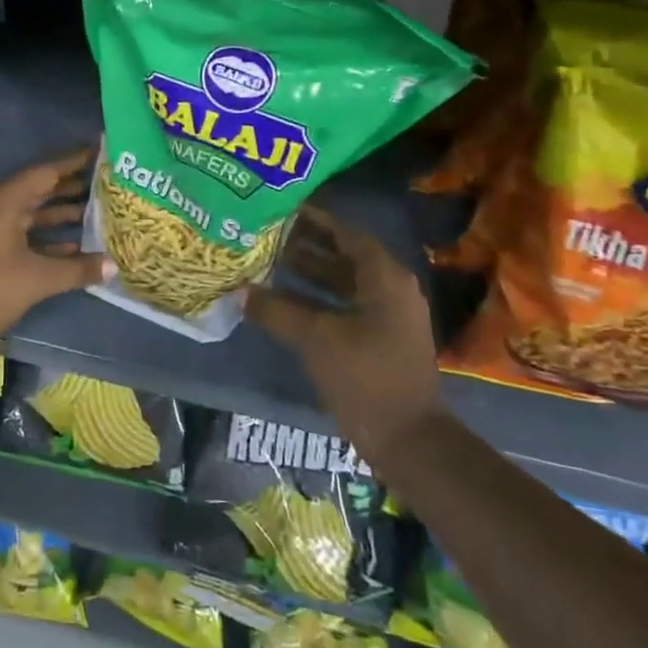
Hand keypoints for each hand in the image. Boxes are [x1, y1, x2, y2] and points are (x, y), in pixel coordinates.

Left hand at [0, 148, 112, 352]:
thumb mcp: (37, 279)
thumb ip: (77, 269)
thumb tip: (113, 267)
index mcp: (5, 201)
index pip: (47, 171)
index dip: (75, 162)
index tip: (101, 152)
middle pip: (42, 188)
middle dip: (74, 185)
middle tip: (109, 180)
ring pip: (35, 211)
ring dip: (64, 211)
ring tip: (101, 209)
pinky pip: (27, 231)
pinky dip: (49, 235)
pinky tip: (77, 244)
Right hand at [245, 205, 442, 451]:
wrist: (408, 439)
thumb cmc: (366, 377)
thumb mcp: (316, 339)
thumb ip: (276, 310)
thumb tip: (240, 291)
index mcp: (385, 278)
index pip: (347, 234)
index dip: (316, 220)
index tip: (282, 209)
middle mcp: (391, 289)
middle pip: (345, 256)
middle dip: (308, 245)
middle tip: (268, 234)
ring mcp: (388, 316)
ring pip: (345, 282)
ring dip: (311, 272)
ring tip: (270, 262)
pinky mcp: (380, 338)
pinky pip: (346, 305)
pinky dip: (319, 298)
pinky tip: (286, 301)